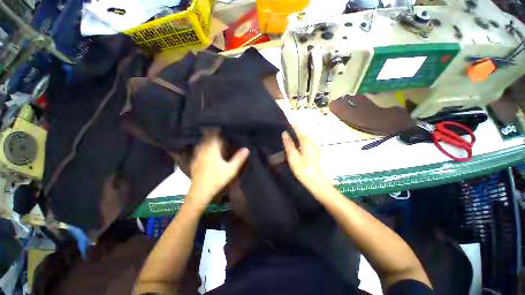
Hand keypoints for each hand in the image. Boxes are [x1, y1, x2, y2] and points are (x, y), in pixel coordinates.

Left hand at [186, 129, 248, 210]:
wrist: (200, 192)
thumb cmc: (217, 180)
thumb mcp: (231, 170)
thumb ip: (239, 158)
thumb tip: (246, 149)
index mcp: (212, 150)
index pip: (214, 135)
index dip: (218, 129)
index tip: (222, 126)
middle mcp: (203, 150)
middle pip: (207, 137)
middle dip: (213, 133)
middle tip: (220, 132)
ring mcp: (197, 156)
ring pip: (202, 143)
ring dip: (208, 140)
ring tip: (214, 140)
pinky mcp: (194, 161)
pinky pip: (199, 150)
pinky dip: (203, 147)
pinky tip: (207, 151)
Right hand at [282, 126, 330, 192]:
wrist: (315, 180)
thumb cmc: (302, 169)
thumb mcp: (293, 157)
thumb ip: (289, 144)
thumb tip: (284, 133)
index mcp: (306, 141)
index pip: (298, 128)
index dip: (291, 125)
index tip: (283, 123)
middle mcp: (311, 141)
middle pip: (301, 132)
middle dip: (293, 130)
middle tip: (282, 132)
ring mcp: (313, 146)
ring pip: (303, 137)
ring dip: (295, 136)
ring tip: (286, 138)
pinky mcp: (314, 151)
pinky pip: (305, 142)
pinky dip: (299, 141)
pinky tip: (293, 145)